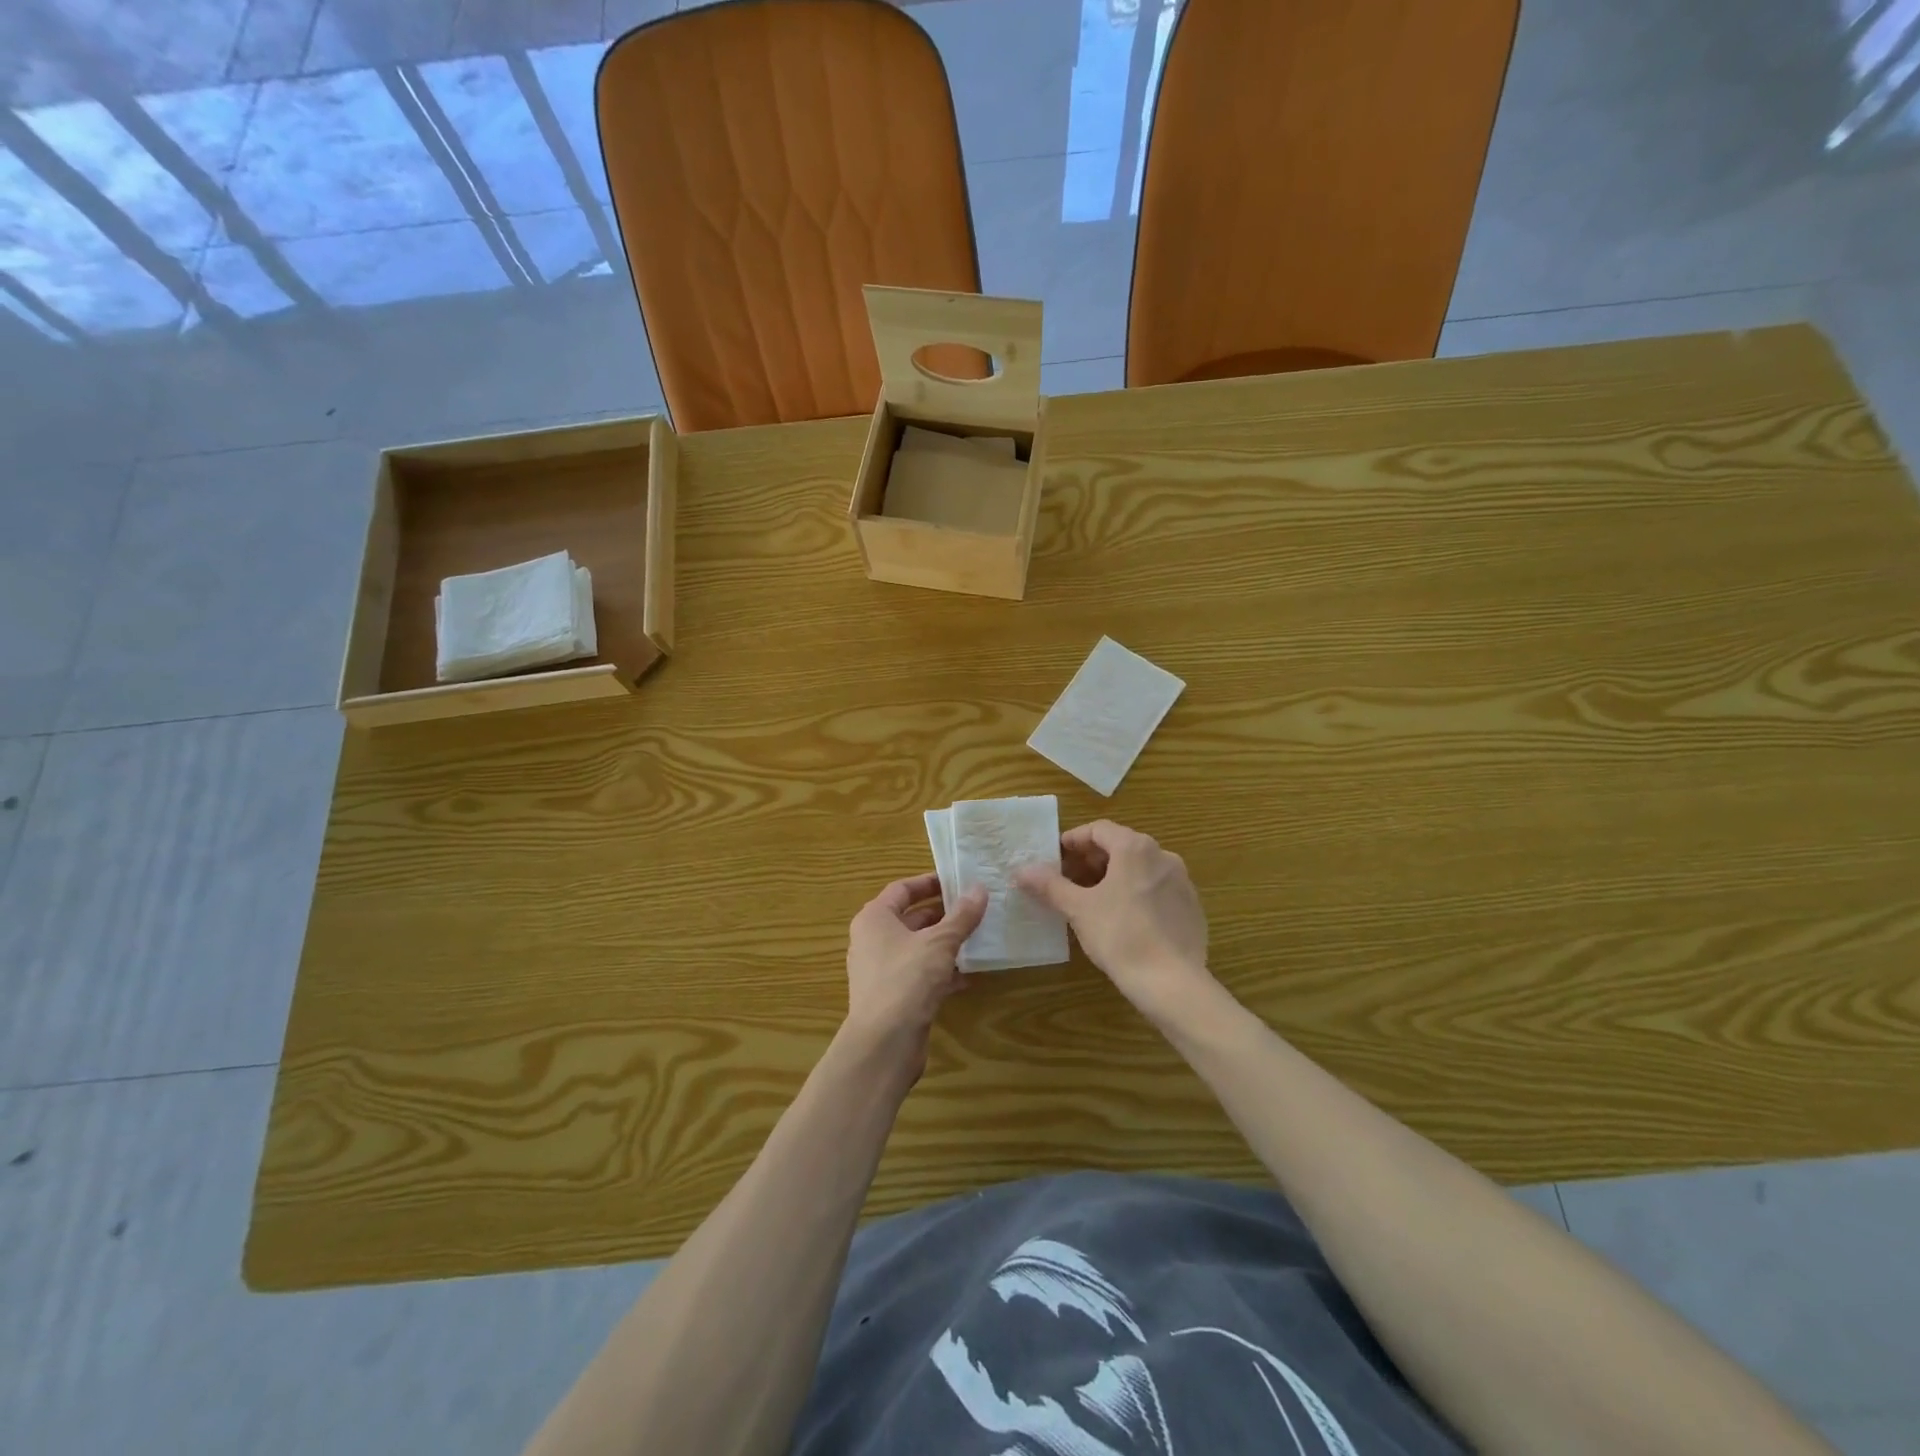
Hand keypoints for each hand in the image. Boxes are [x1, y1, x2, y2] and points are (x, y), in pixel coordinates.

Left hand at [841, 872, 987, 1077]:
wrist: (884, 1043)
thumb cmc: (907, 979)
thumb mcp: (940, 942)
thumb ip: (961, 916)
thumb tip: (979, 889)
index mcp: (874, 918)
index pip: (902, 889)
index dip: (929, 882)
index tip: (957, 880)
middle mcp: (872, 940)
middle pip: (911, 918)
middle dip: (943, 914)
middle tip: (975, 909)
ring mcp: (881, 970)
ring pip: (918, 948)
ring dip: (945, 944)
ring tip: (978, 938)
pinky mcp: (893, 996)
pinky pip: (920, 974)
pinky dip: (942, 972)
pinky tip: (969, 976)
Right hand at [1017, 820, 1214, 1023]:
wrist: (1172, 982)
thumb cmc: (1120, 936)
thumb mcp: (1078, 909)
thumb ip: (1049, 885)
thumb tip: (1021, 870)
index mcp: (1135, 848)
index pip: (1099, 830)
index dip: (1073, 840)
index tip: (1055, 858)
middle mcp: (1163, 856)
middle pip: (1121, 846)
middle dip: (1092, 860)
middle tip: (1068, 880)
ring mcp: (1182, 881)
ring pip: (1140, 868)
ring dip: (1114, 877)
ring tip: (1092, 900)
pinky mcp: (1192, 907)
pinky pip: (1157, 890)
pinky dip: (1136, 894)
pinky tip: (1123, 920)